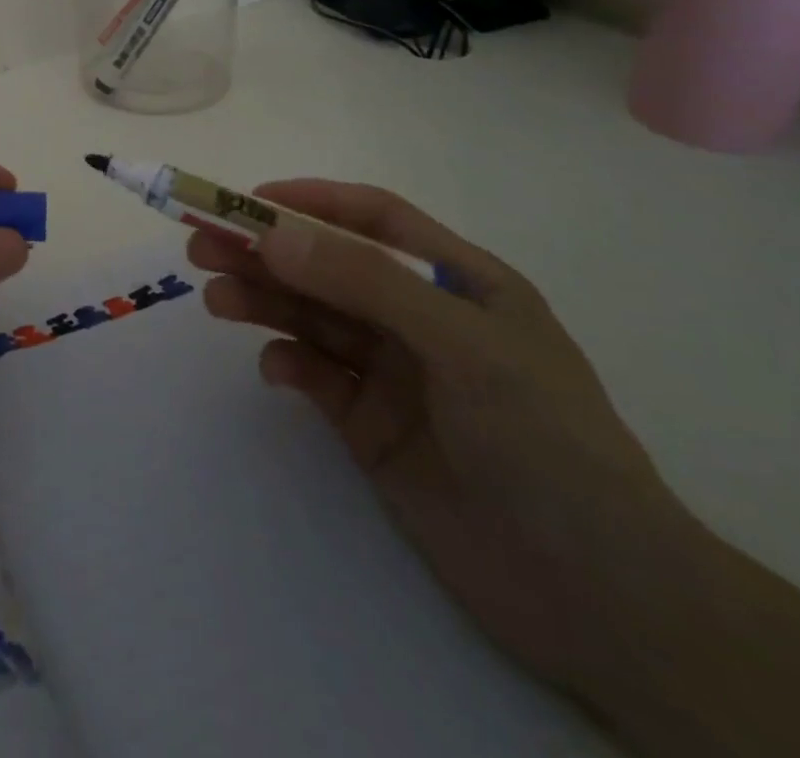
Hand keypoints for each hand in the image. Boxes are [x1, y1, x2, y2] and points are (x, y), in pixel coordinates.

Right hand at [188, 181, 692, 698]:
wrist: (598, 598)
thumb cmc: (544, 441)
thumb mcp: (461, 344)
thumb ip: (365, 282)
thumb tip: (272, 233)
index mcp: (458, 281)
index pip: (373, 219)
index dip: (310, 201)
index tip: (247, 201)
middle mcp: (420, 317)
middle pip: (328, 267)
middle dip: (267, 252)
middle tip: (202, 246)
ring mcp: (394, 373)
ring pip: (313, 319)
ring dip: (264, 302)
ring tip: (215, 297)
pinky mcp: (371, 426)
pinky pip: (317, 377)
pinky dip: (289, 364)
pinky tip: (274, 370)